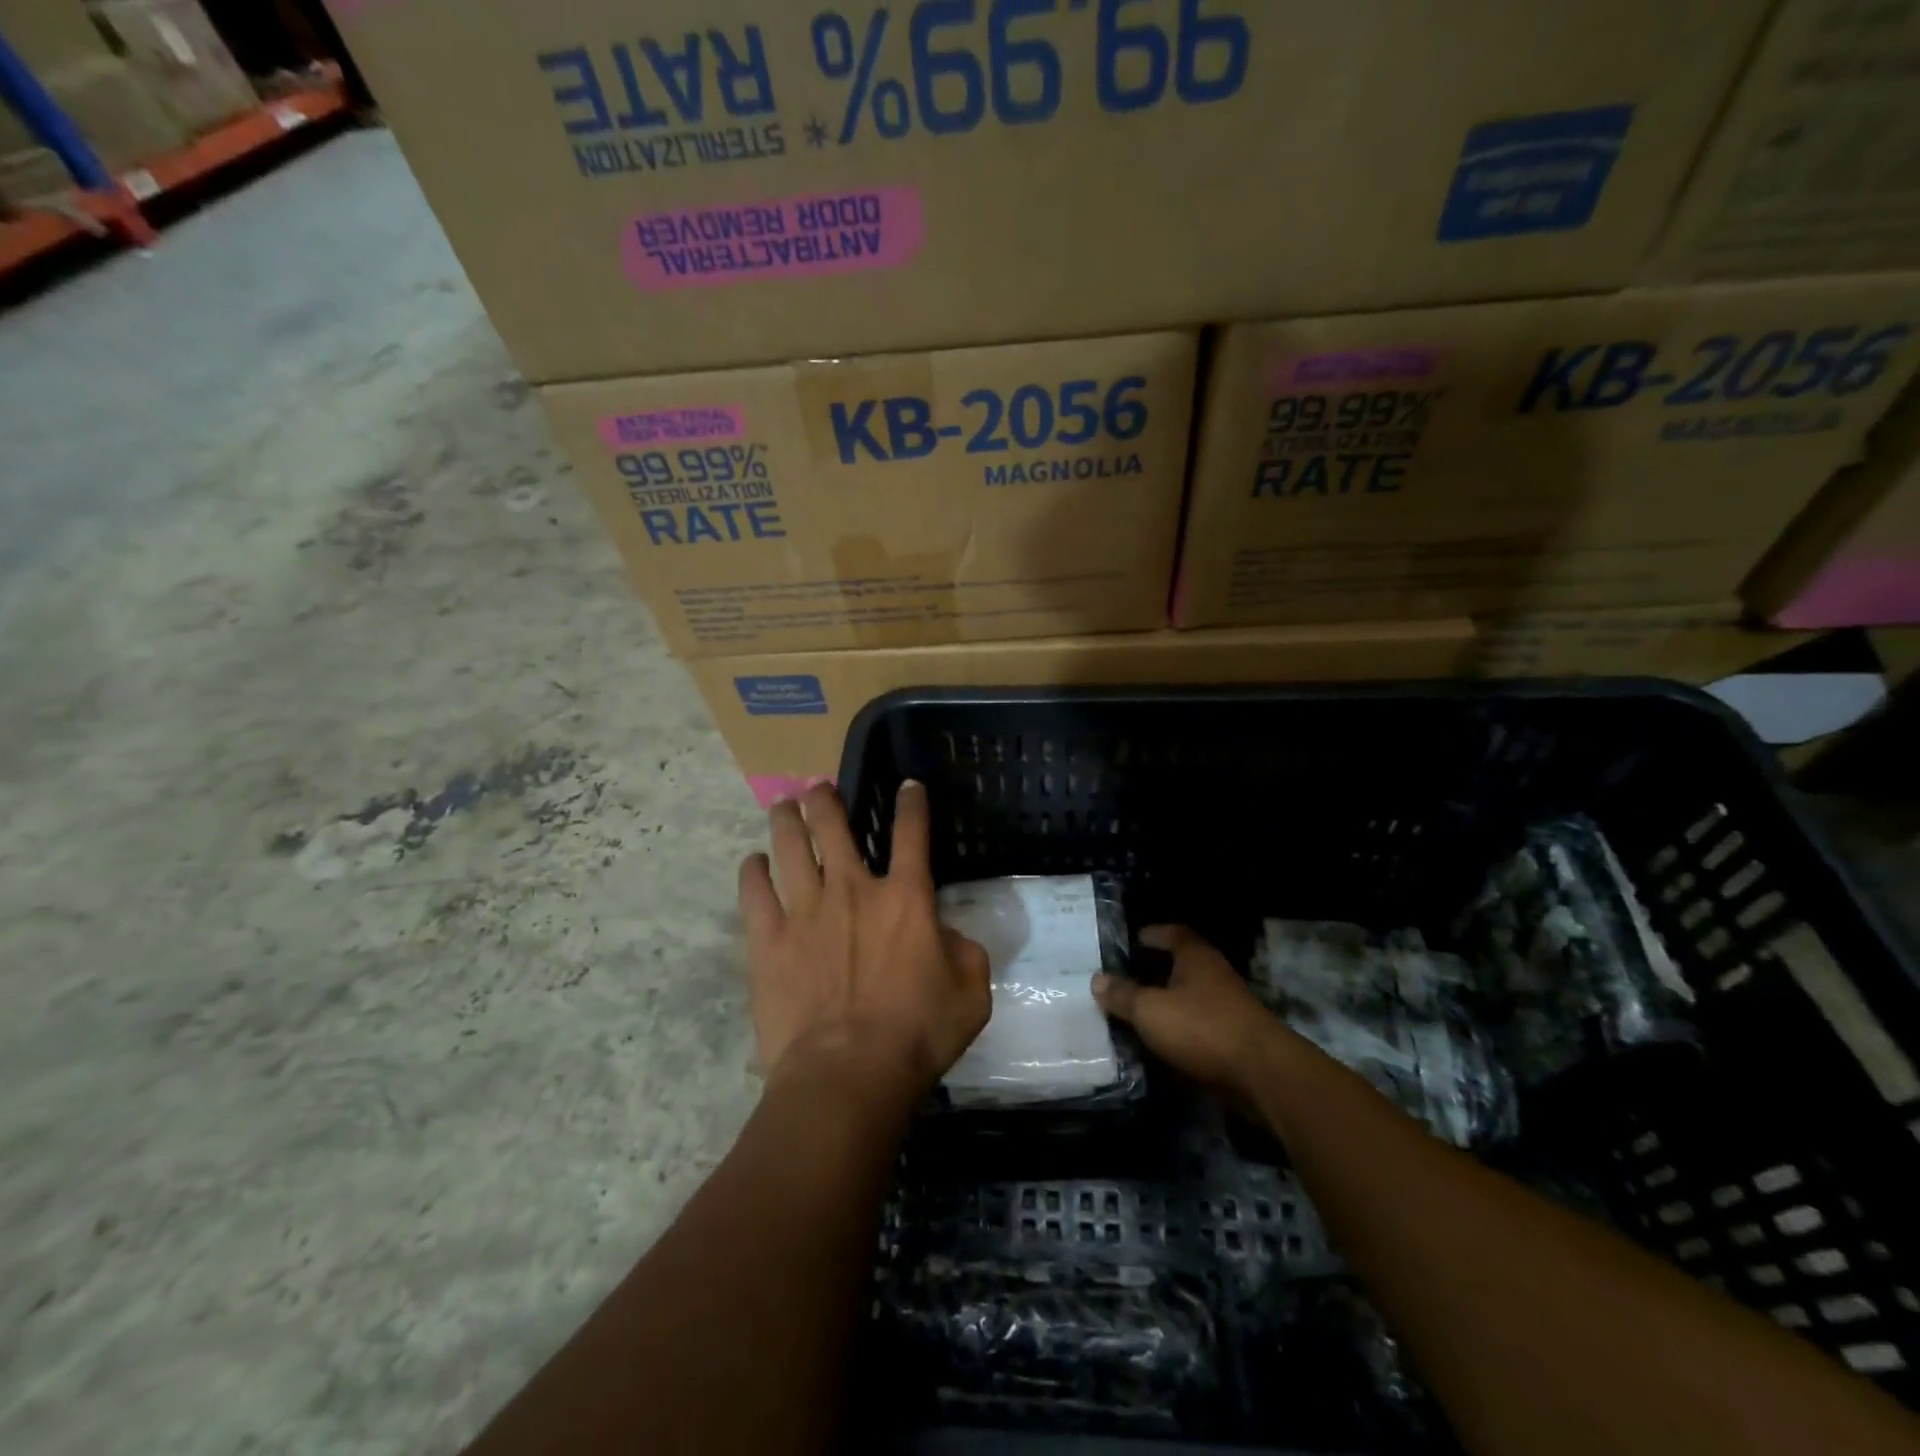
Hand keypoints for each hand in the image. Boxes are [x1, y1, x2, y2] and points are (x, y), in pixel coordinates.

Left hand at [738, 781, 990, 1099]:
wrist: (847, 1074)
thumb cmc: (917, 1035)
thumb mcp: (971, 994)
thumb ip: (965, 952)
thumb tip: (943, 934)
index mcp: (905, 898)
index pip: (912, 834)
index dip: (912, 804)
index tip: (907, 785)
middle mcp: (852, 890)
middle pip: (833, 826)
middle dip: (824, 799)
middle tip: (817, 787)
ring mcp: (804, 911)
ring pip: (790, 846)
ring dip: (786, 820)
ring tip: (783, 806)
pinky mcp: (768, 939)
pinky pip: (754, 892)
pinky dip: (752, 872)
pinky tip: (753, 862)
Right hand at [1093, 925, 1281, 1098]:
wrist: (1262, 1076)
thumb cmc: (1202, 1028)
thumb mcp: (1150, 1010)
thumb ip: (1122, 995)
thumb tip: (1097, 979)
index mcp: (1196, 957)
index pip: (1173, 933)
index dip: (1152, 934)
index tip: (1130, 941)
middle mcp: (1214, 975)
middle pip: (1181, 966)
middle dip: (1153, 972)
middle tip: (1122, 979)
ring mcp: (1227, 1008)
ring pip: (1188, 999)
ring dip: (1165, 1005)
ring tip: (1133, 1013)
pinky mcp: (1233, 1040)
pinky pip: (1197, 1028)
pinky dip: (1178, 1032)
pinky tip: (1157, 1043)